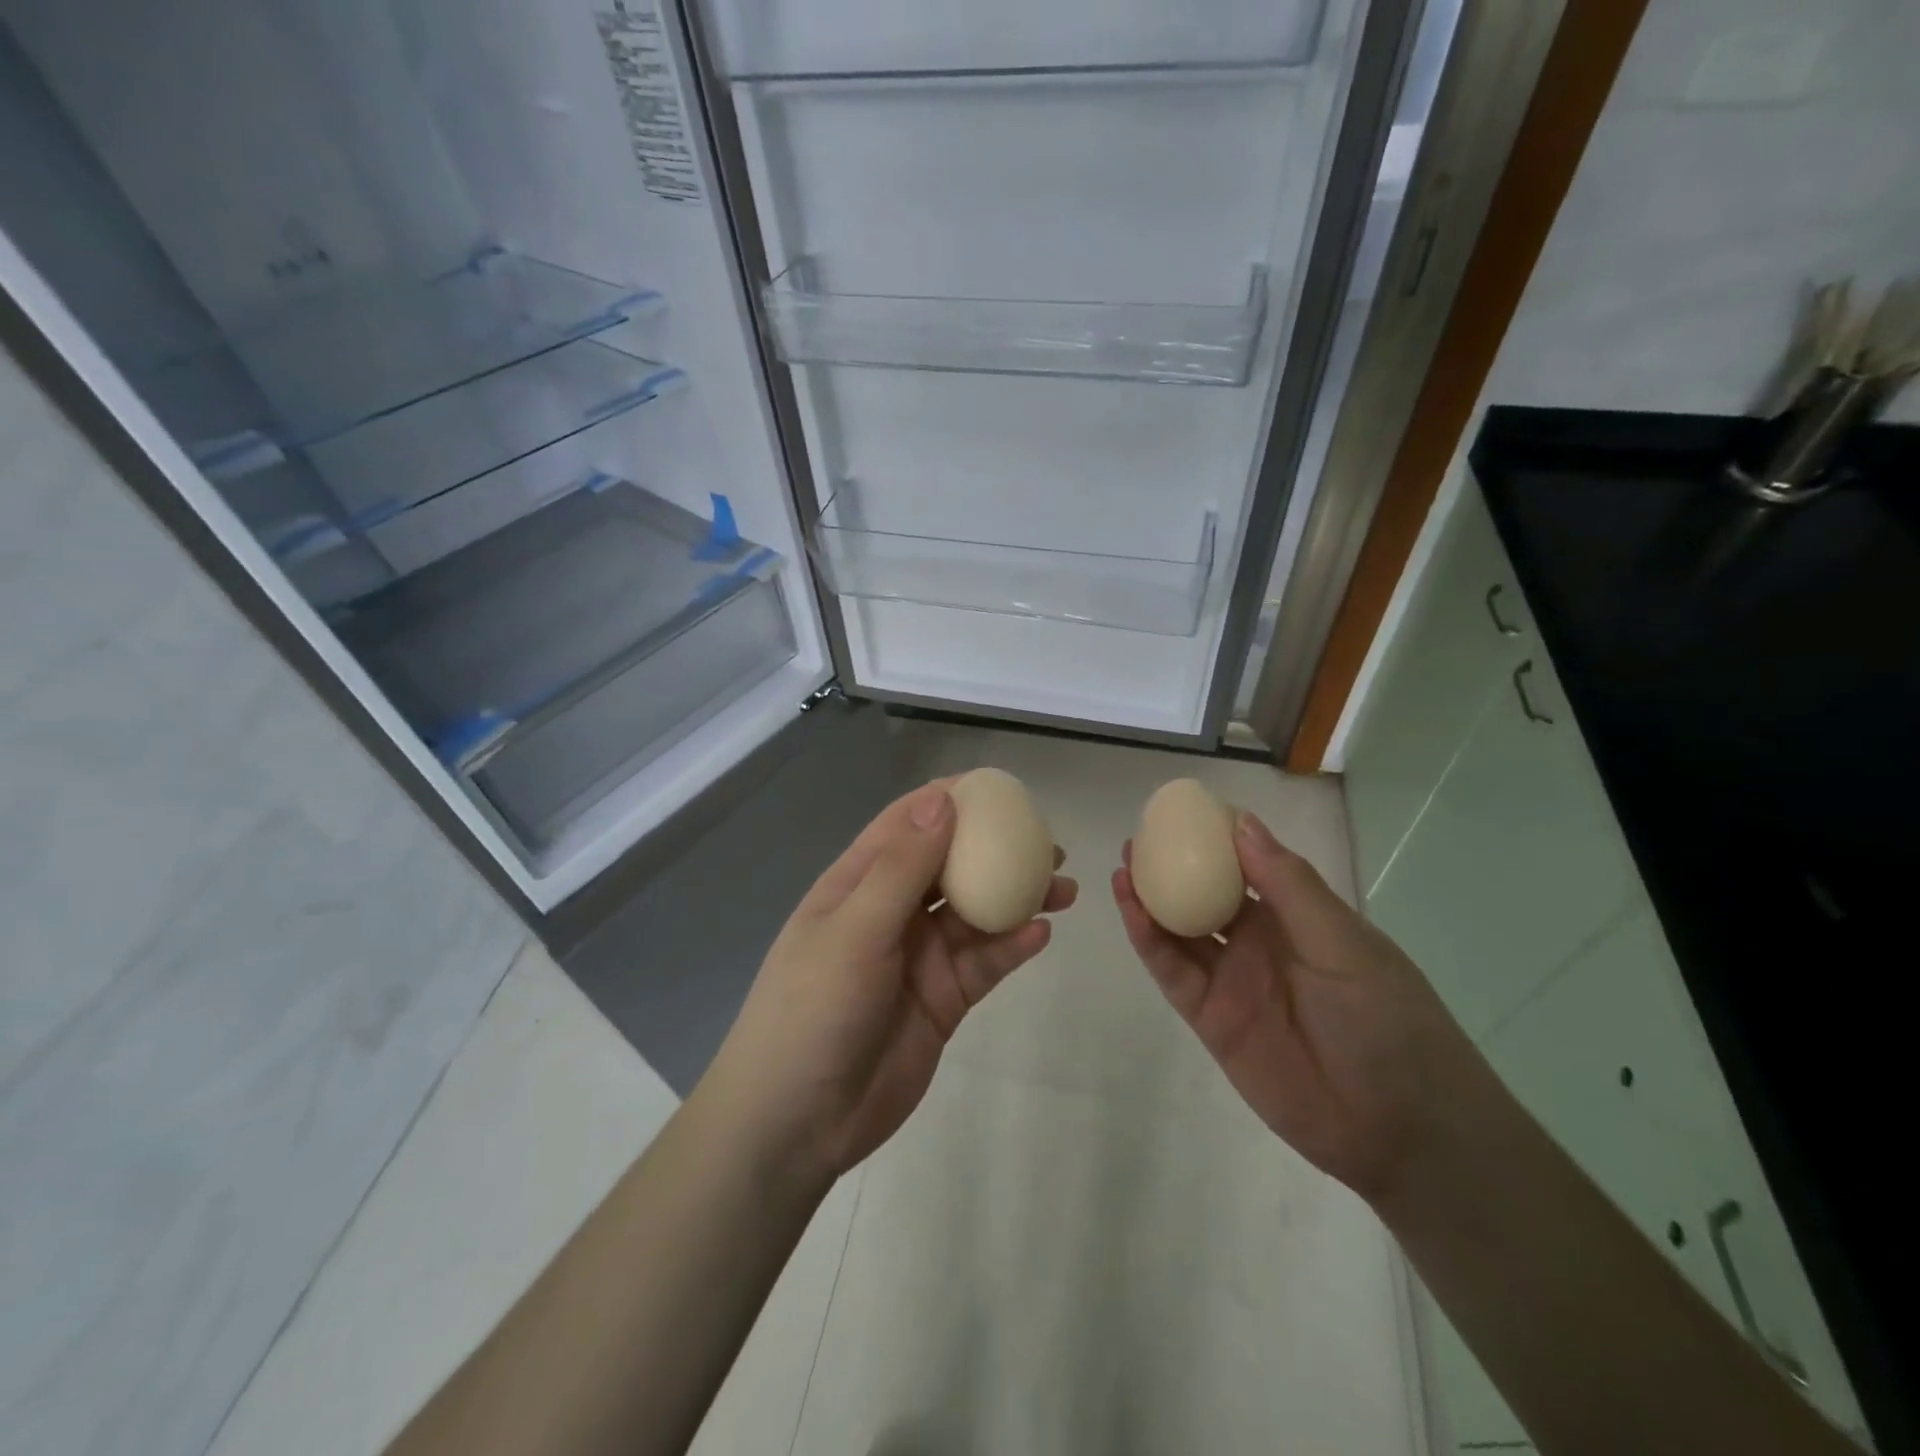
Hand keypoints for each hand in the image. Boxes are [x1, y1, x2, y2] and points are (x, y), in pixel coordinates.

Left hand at [705, 781, 1076, 1184]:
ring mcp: (919, 957)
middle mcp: (892, 911)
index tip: (1001, 789)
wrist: (797, 1123)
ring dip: (1017, 898)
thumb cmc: (813, 1010)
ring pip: (976, 913)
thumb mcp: (854, 930)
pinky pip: (984, 962)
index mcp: (858, 883)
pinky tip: (1042, 934)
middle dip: (997, 850)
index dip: (951, 801)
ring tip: (1065, 887)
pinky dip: (1012, 945)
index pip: (908, 824)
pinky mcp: (943, 999)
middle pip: (951, 865)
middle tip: (1049, 844)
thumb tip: (944, 799)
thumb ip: (902, 866)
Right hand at [1113, 811, 1497, 1202]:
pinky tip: (1131, 910)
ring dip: (1150, 900)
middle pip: (1203, 896)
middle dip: (1170, 868)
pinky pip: (1172, 972)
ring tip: (1123, 866)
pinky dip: (1149, 941)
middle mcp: (1258, 944)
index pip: (1246, 866)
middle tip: (1136, 840)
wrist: (1399, 1129)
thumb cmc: (1386, 1020)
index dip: (1212, 840)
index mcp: (1296, 917)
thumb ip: (1288, 885)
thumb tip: (1241, 823)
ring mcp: (1231, 981)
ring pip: (1180, 931)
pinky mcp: (1210, 1018)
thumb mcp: (1344, 943)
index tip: (1179, 812)